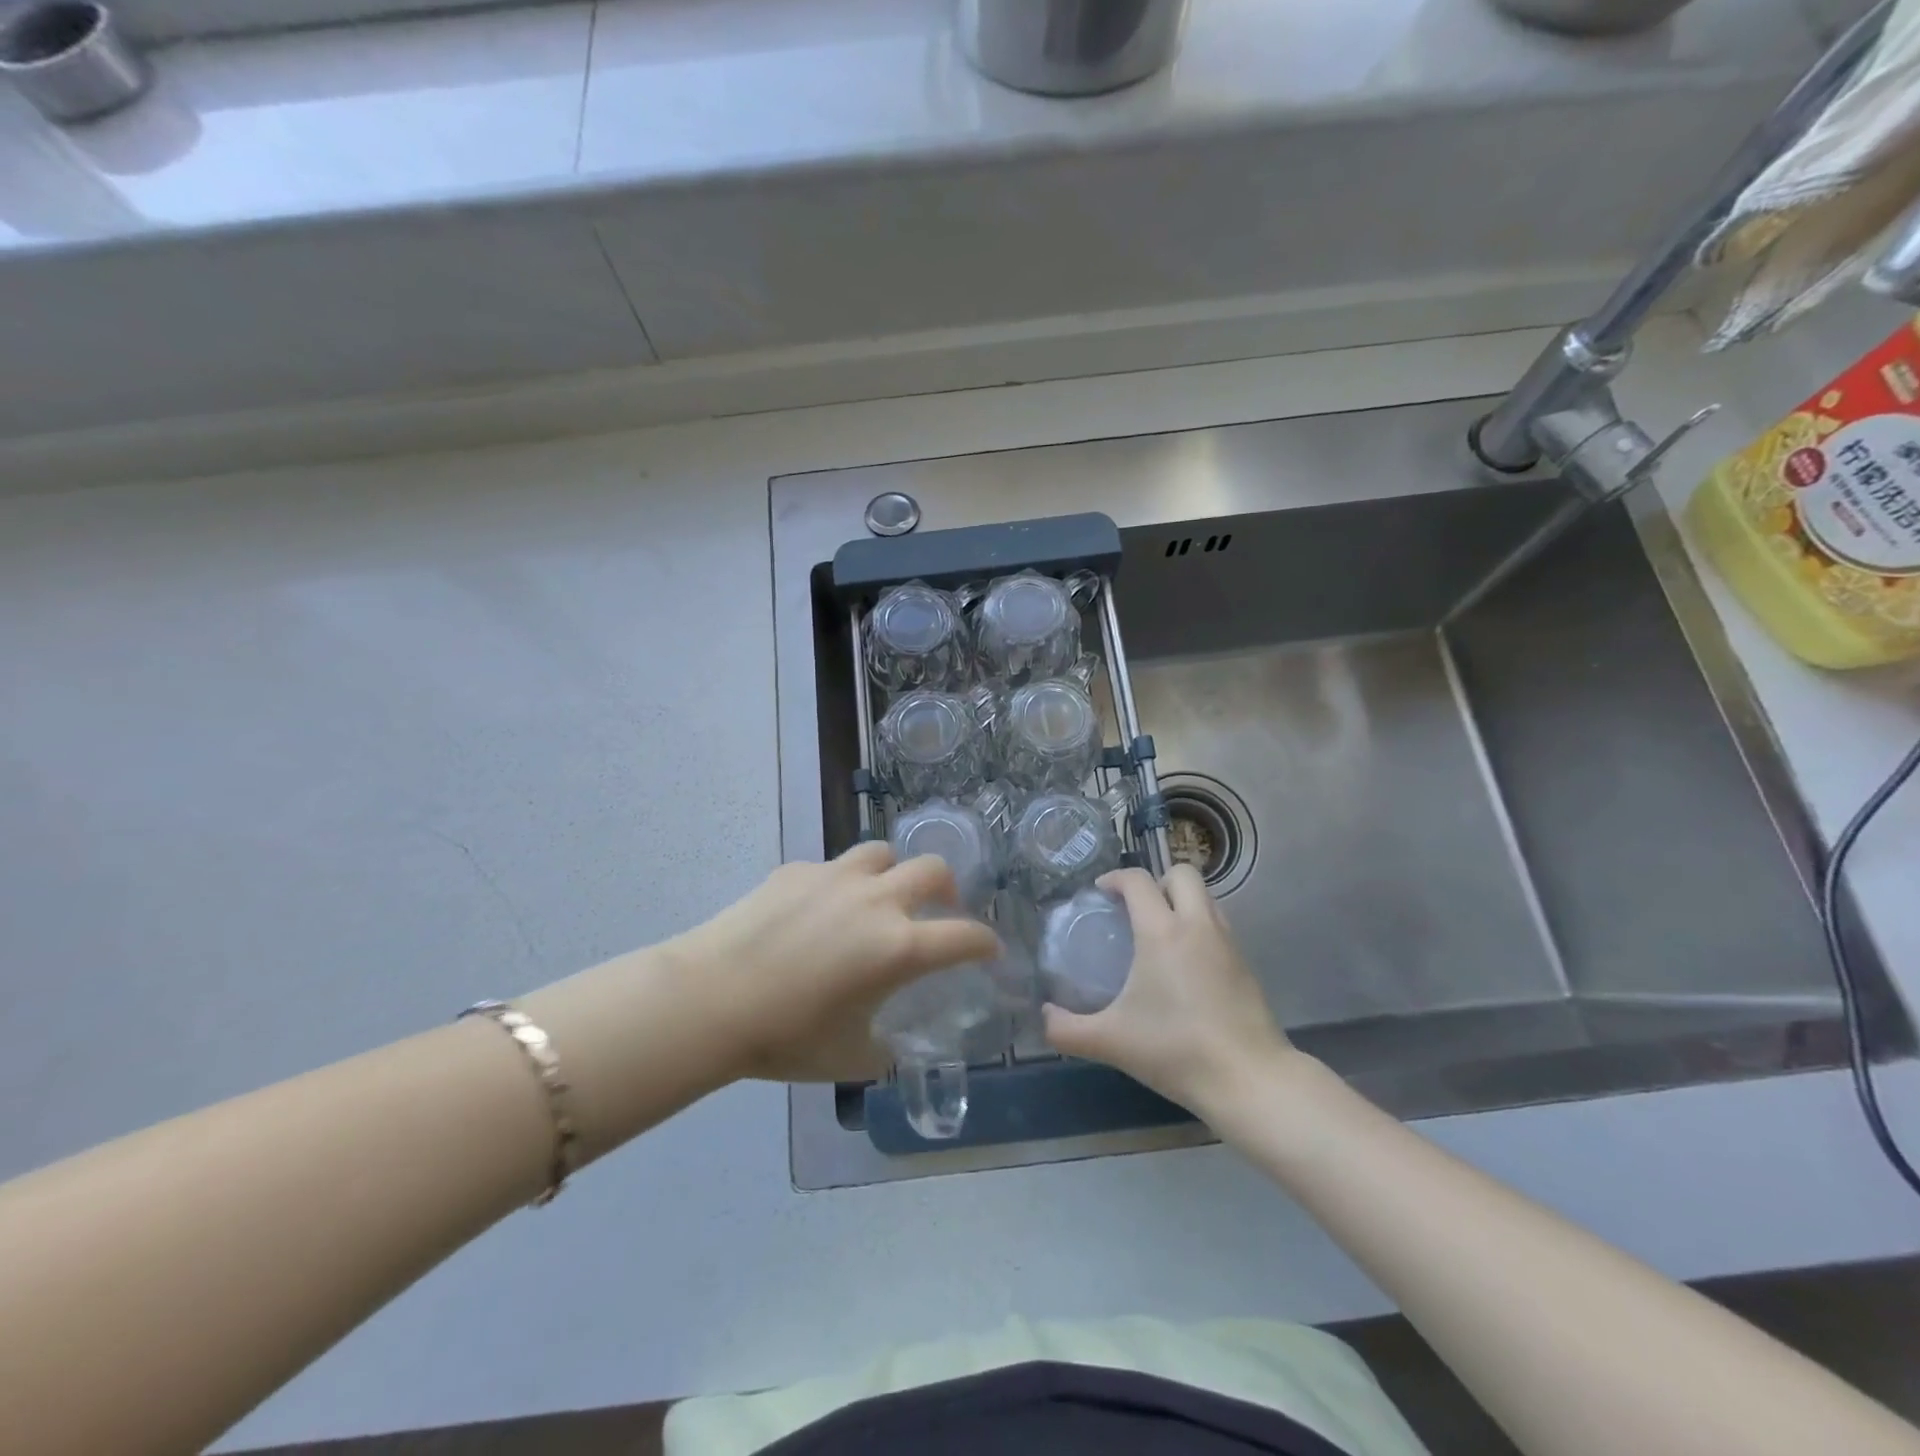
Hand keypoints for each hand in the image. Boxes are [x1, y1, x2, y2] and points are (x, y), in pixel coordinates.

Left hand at [666, 842, 1000, 1083]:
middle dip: (948, 887)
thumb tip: (887, 1045)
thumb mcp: (847, 1057)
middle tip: (941, 907)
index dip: (985, 942)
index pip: (964, 936)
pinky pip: (833, 867)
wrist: (709, 999)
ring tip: (882, 895)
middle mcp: (876, 900)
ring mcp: (835, 877)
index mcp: (898, 947)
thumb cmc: (784, 1036)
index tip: (989, 949)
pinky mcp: (797, 870)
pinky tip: (819, 910)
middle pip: (932, 869)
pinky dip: (841, 884)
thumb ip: (882, 1049)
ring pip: (882, 853)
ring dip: (894, 872)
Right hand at [1043, 865, 1296, 1118]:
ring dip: (1181, 902)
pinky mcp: (1246, 964)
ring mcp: (1228, 943)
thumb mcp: (1111, 1042)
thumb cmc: (1176, 1051)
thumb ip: (1067, 1029)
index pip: (1138, 880)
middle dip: (1157, 881)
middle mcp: (1197, 925)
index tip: (1101, 893)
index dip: (1115, 878)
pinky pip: (1219, 925)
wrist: (1250, 1080)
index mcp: (1162, 932)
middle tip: (1136, 910)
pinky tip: (1186, 965)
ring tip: (1160, 934)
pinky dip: (1200, 928)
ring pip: (1206, 897)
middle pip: (1182, 873)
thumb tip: (1044, 1017)